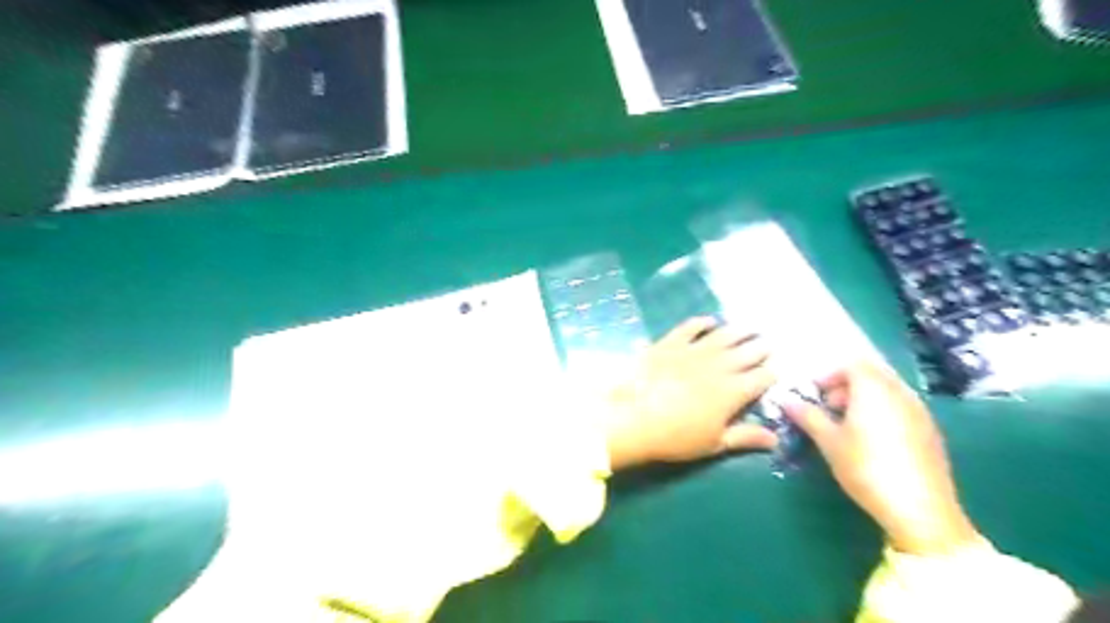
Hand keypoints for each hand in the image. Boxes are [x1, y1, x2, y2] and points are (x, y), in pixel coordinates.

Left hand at [605, 320, 773, 469]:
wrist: (633, 417)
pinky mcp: (670, 343)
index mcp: (733, 391)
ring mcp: (693, 351)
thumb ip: (745, 436)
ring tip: (750, 327)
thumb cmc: (676, 437)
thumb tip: (775, 438)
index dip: (771, 374)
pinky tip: (710, 320)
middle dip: (760, 348)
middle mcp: (719, 366)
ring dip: (739, 331)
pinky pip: (690, 327)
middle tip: (769, 342)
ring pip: (723, 336)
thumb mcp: (714, 443)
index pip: (761, 378)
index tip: (776, 370)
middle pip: (747, 352)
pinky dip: (702, 323)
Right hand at [778, 360, 977, 554]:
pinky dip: (883, 412)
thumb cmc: (866, 468)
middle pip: (872, 375)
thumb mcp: (829, 442)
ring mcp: (920, 412)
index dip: (830, 375)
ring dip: (865, 399)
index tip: (815, 394)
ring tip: (847, 425)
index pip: (852, 365)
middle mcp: (900, 393)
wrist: (920, 510)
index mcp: (874, 389)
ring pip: (888, 392)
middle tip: (828, 408)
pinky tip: (872, 441)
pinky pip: (901, 408)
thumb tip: (787, 401)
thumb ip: (808, 416)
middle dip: (847, 386)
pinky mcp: (931, 433)